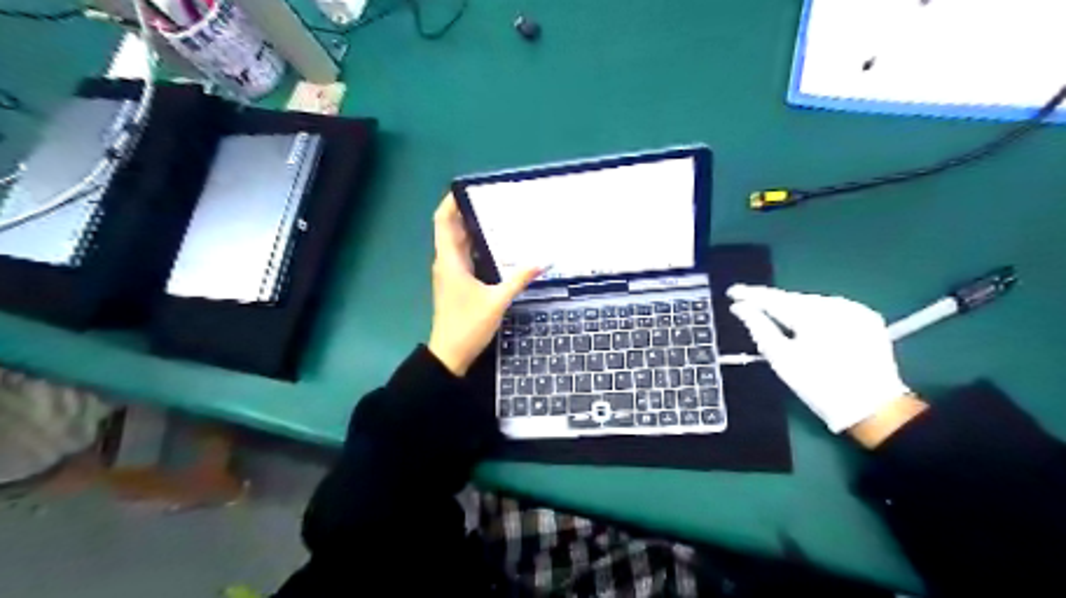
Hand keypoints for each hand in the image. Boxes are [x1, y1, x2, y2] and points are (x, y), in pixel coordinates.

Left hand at [428, 193, 541, 376]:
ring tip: (498, 215)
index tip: (468, 187)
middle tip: (494, 199)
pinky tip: (496, 246)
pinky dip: (476, 245)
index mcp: (450, 260)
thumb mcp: (497, 301)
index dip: (451, 201)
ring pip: (458, 242)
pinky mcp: (456, 283)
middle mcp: (446, 261)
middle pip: (452, 228)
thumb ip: (519, 279)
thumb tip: (543, 260)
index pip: (443, 221)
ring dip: (473, 228)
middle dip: (468, 211)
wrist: (450, 355)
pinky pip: (464, 256)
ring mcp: (450, 273)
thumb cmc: (468, 325)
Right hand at [729, 284, 910, 433]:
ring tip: (776, 317)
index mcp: (814, 315)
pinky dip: (815, 315)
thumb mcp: (782, 359)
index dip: (751, 294)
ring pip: (813, 303)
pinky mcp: (867, 318)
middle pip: (795, 299)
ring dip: (793, 309)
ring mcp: (855, 310)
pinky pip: (831, 309)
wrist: (873, 408)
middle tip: (750, 305)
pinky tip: (806, 325)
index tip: (733, 291)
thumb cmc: (819, 386)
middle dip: (773, 303)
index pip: (775, 299)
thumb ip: (759, 327)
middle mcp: (836, 305)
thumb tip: (740, 308)